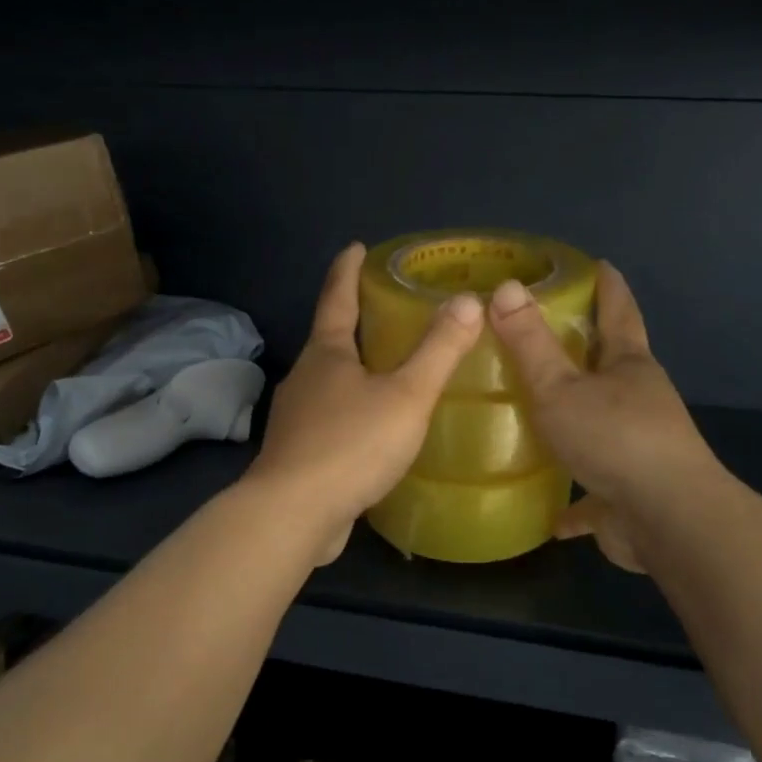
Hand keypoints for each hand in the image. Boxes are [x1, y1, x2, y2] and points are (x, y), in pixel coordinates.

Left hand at [248, 243, 483, 563]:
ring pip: (329, 381)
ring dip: (353, 368)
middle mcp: (305, 377)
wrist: (293, 515)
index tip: (356, 246)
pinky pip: (330, 418)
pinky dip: (351, 410)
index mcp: (326, 354)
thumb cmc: (351, 444)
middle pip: (330, 338)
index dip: (347, 270)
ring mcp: (296, 417)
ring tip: (386, 368)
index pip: (336, 297)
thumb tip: (468, 301)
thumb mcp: (406, 395)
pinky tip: (372, 427)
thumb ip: (438, 350)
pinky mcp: (298, 453)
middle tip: (386, 309)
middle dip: (354, 320)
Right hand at [489, 262, 719, 572]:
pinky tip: (551, 515)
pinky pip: (596, 491)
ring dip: (578, 420)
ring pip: (602, 425)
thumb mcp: (561, 388)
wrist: (668, 521)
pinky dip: (577, 501)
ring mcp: (638, 448)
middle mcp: (639, 401)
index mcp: (629, 366)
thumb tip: (508, 286)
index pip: (619, 312)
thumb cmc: (615, 439)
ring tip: (539, 417)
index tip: (599, 264)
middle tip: (545, 336)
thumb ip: (531, 343)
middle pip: (611, 366)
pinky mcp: (629, 493)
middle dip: (586, 351)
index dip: (608, 287)